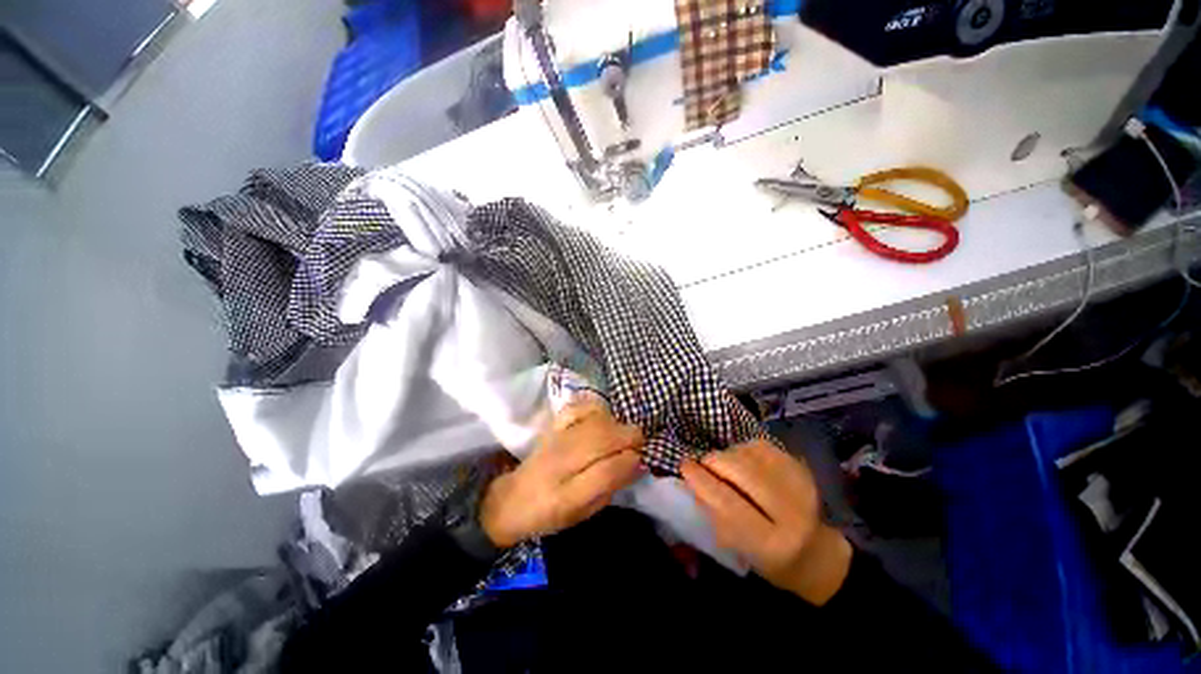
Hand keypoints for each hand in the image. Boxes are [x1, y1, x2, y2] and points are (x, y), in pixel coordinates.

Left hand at [480, 402, 644, 547]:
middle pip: (605, 438)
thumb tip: (635, 463)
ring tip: (620, 434)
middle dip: (630, 438)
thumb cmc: (551, 512)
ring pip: (596, 420)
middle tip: (637, 445)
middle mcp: (561, 462)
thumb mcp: (583, 512)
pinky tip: (601, 418)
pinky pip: (578, 407)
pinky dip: (594, 409)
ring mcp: (555, 438)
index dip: (632, 462)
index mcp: (568, 495)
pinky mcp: (552, 425)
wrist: (512, 499)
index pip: (609, 471)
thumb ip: (609, 487)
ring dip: (616, 425)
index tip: (641, 462)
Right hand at [680, 441, 852, 604]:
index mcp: (773, 545)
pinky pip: (762, 446)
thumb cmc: (769, 560)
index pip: (728, 503)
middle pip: (741, 470)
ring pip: (750, 454)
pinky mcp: (802, 468)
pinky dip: (744, 449)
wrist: (816, 554)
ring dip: (728, 455)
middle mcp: (792, 512)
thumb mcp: (739, 550)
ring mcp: (801, 486)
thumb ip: (716, 515)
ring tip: (724, 466)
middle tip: (703, 464)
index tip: (684, 466)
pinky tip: (742, 460)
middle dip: (714, 462)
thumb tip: (693, 481)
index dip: (702, 481)